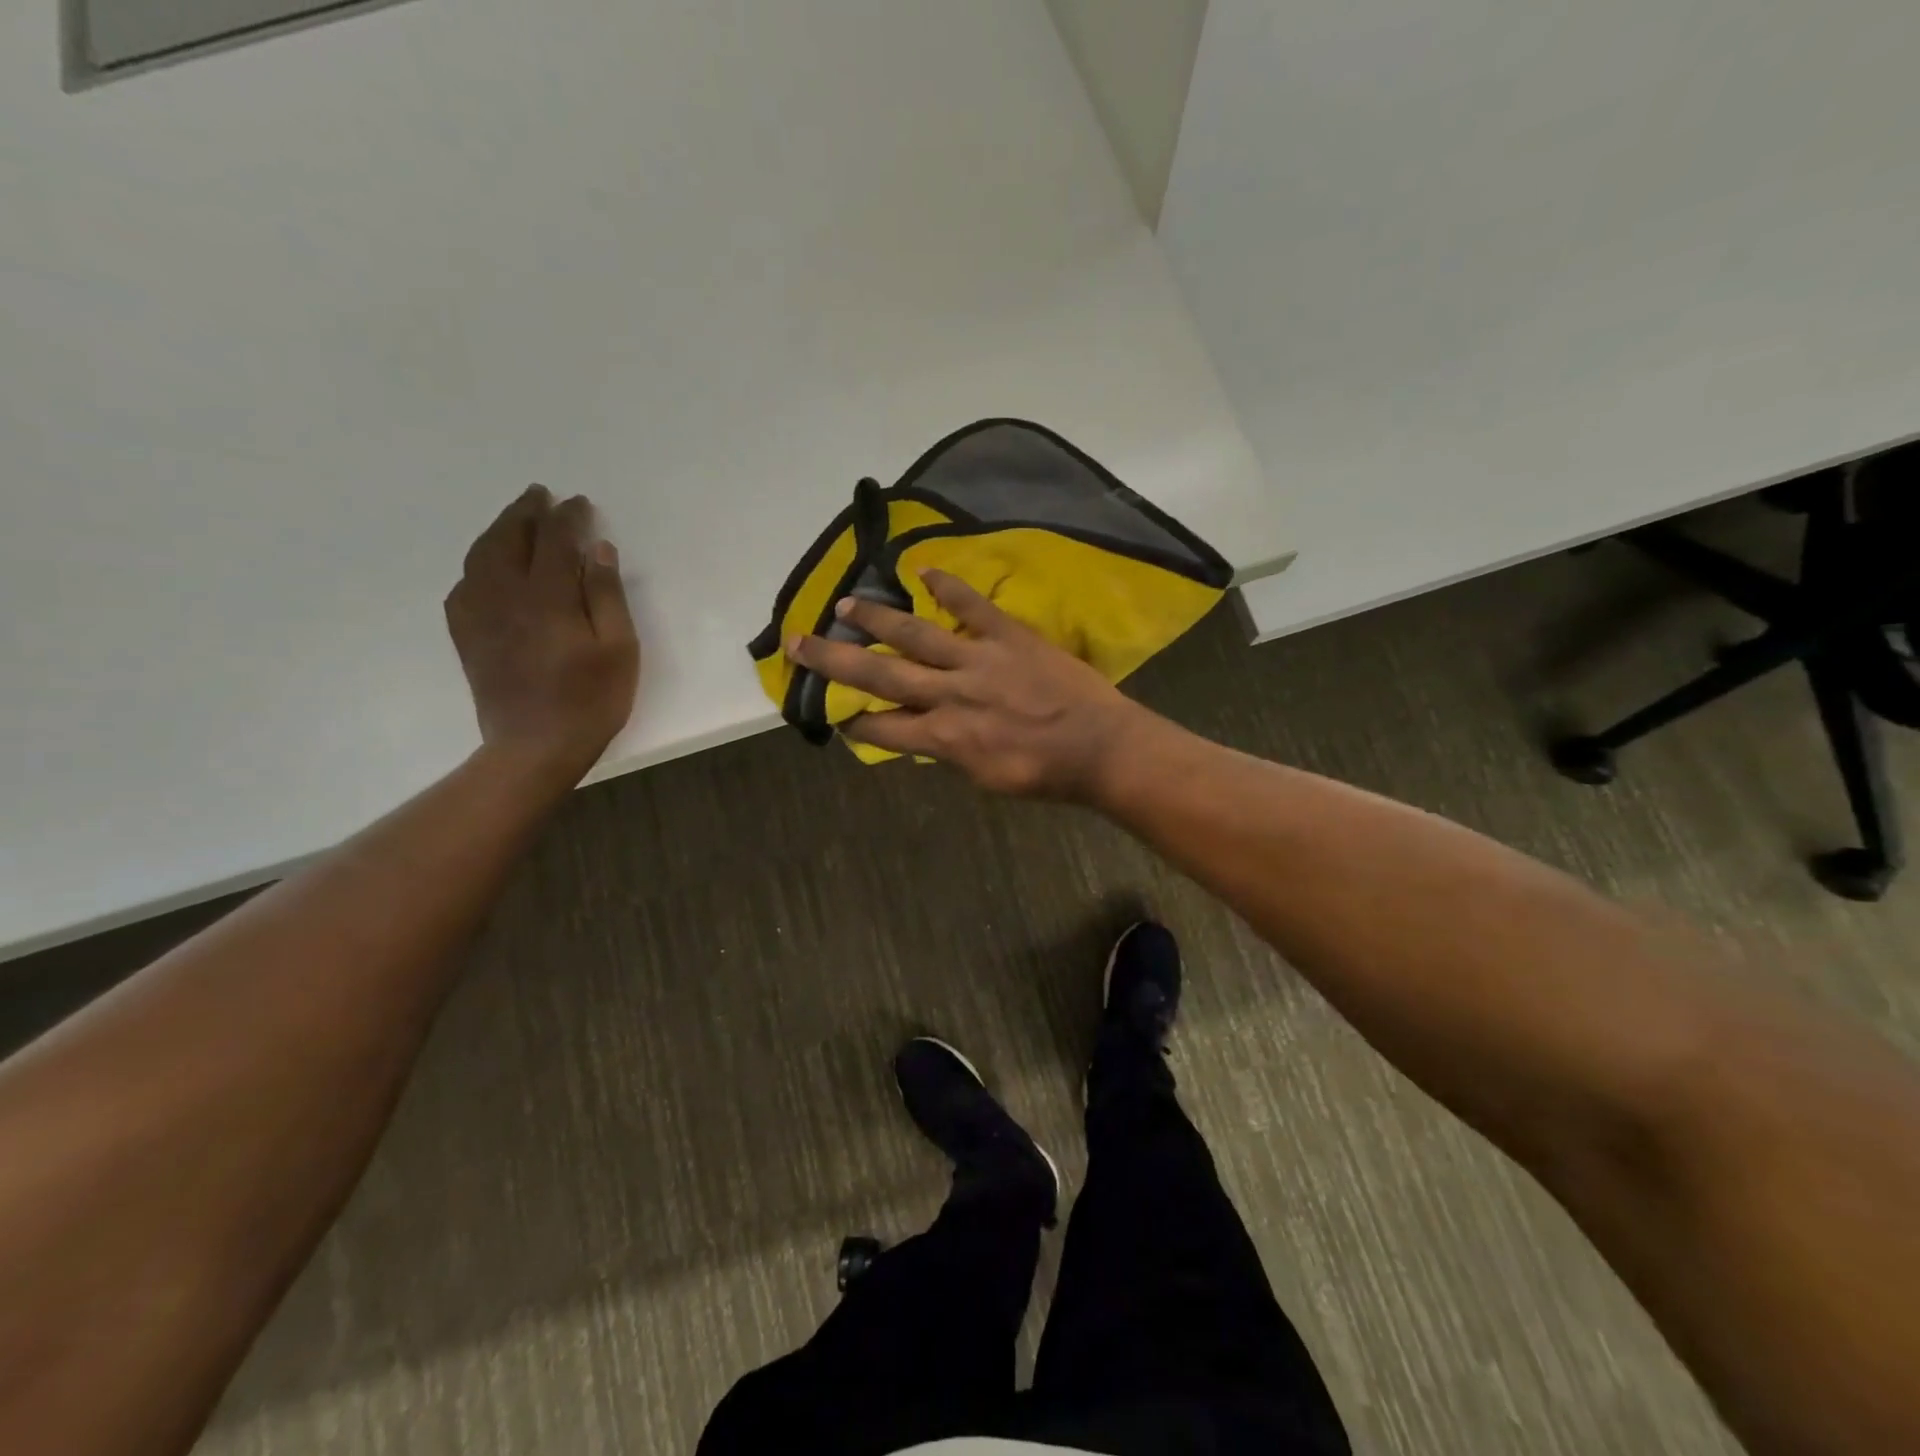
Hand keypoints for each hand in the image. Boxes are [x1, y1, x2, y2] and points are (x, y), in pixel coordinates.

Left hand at [444, 486, 638, 786]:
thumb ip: (607, 596)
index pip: (556, 541)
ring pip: (481, 556)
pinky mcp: (467, 635)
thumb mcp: (618, 649)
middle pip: (510, 539)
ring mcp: (479, 615)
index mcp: (547, 597)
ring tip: (515, 519)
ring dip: (498, 531)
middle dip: (526, 513)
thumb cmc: (590, 700)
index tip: (579, 503)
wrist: (534, 747)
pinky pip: (464, 584)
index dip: (568, 518)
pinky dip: (478, 564)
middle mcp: (505, 595)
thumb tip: (598, 550)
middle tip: (540, 494)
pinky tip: (487, 567)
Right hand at [785, 569, 1153, 800]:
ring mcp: (978, 661)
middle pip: (880, 676)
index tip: (831, 710)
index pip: (882, 729)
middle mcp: (950, 696)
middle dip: (835, 662)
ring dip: (875, 619)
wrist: (1099, 748)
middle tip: (798, 644)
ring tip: (844, 603)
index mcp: (943, 738)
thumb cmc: (1043, 773)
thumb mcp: (985, 778)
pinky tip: (922, 570)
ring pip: (915, 636)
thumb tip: (921, 735)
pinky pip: (971, 606)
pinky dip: (947, 585)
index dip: (852, 720)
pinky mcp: (1008, 636)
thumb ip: (948, 752)